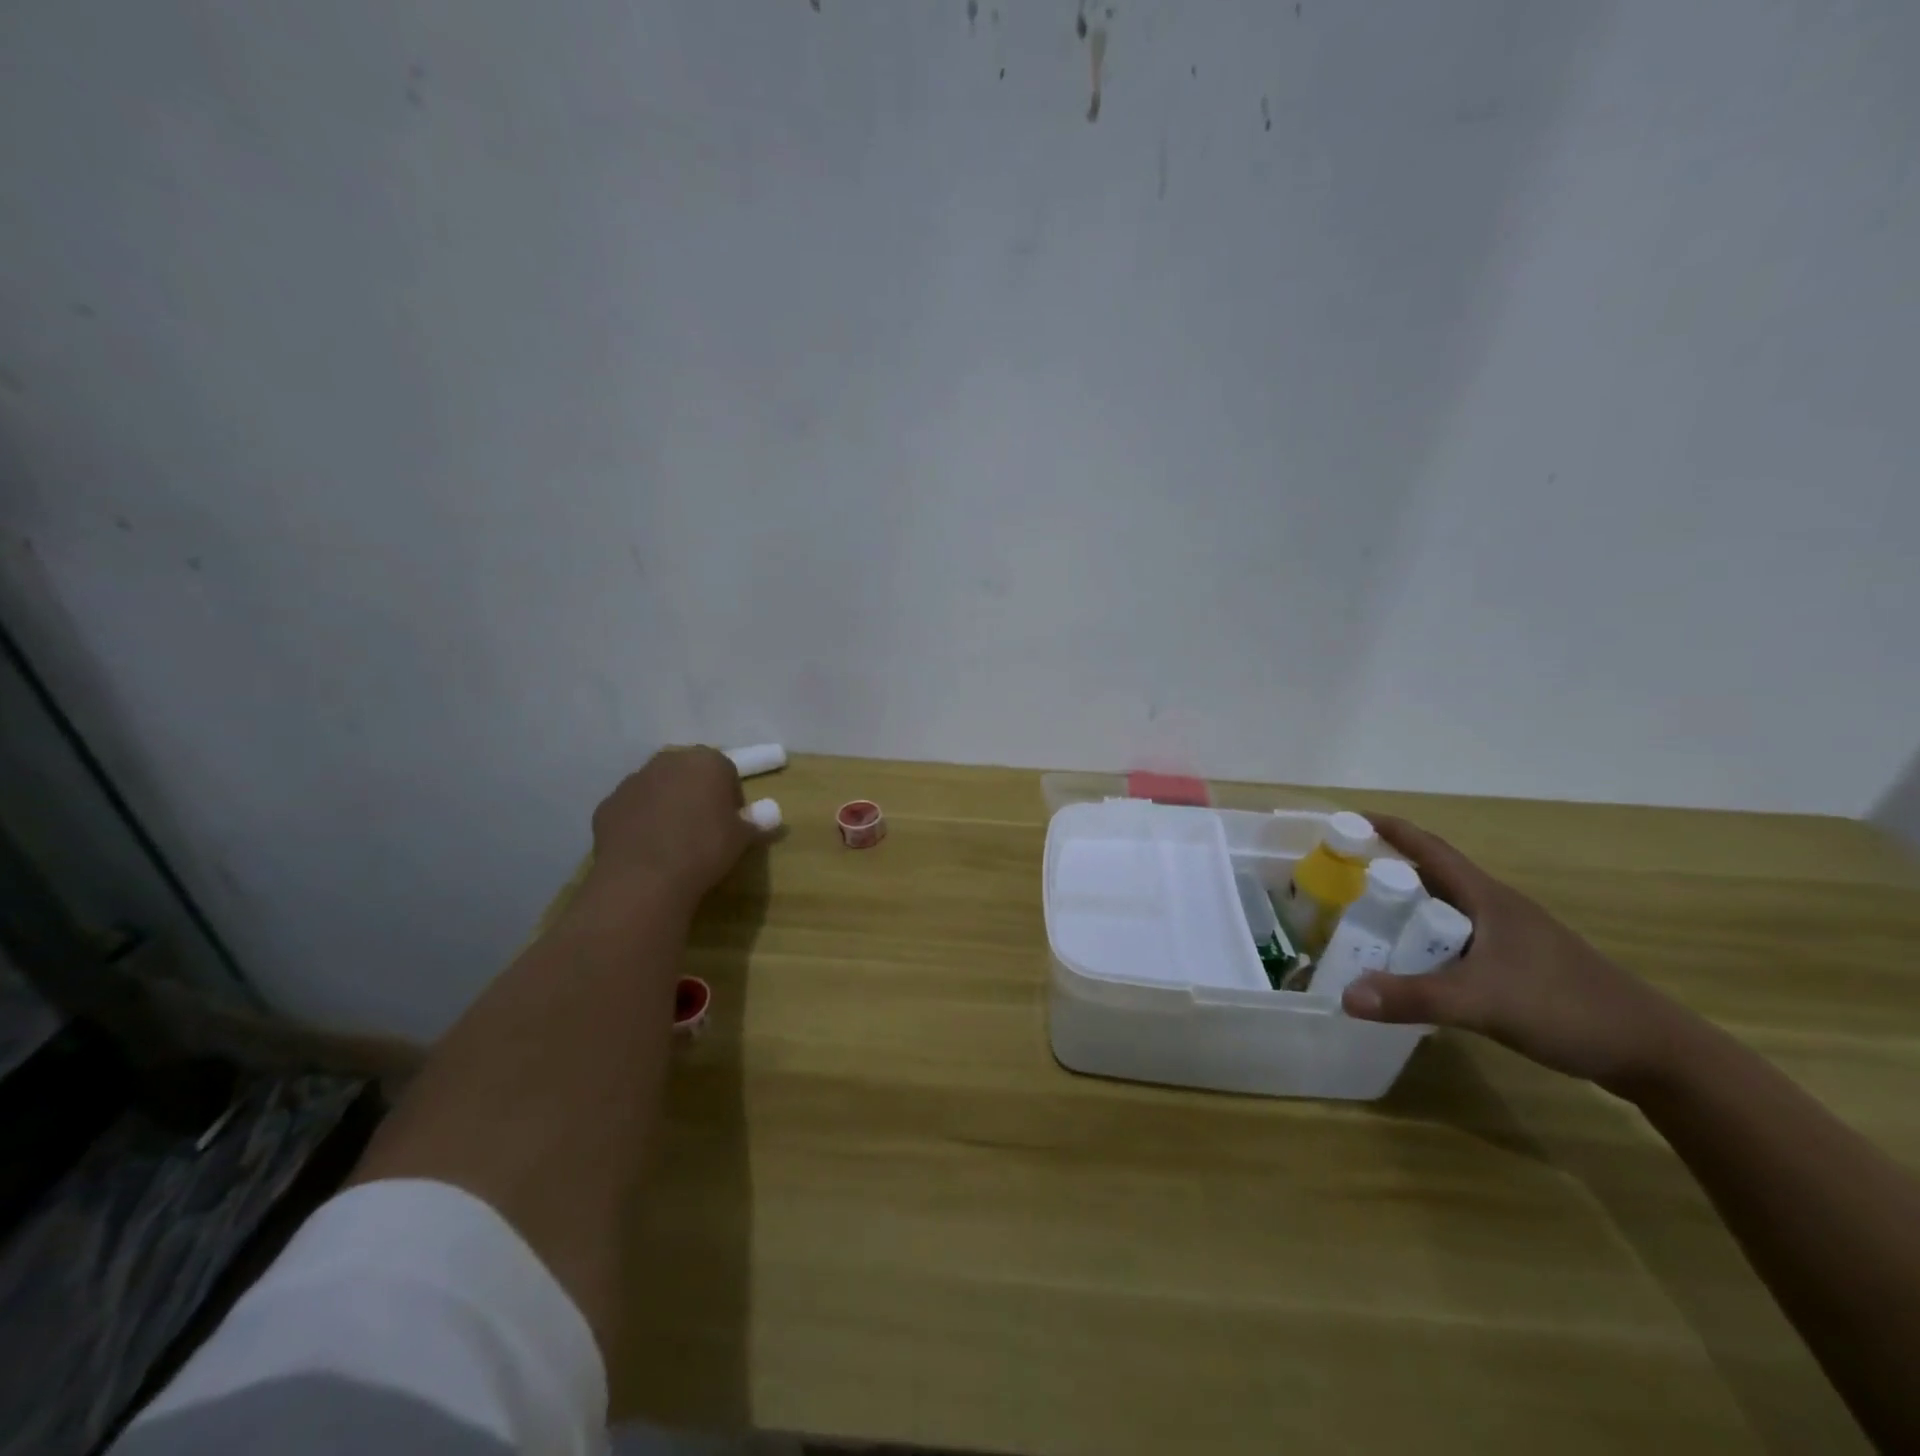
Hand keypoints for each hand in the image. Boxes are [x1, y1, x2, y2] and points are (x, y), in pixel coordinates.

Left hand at [587, 747, 761, 908]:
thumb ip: (757, 821)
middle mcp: (668, 762)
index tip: (731, 823)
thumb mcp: (742, 838)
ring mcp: (633, 781)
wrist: (644, 879)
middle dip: (697, 794)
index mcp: (706, 761)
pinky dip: (640, 823)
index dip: (731, 798)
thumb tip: (772, 814)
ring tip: (674, 843)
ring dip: (667, 806)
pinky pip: (633, 810)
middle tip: (705, 830)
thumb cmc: (704, 849)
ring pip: (658, 789)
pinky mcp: (608, 805)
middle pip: (689, 774)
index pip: (726, 771)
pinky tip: (647, 851)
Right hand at [1342, 816, 1697, 1092]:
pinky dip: (1425, 945)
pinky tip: (1410, 969)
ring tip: (1362, 924)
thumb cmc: (1568, 1007)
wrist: (1656, 1054)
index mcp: (1488, 899)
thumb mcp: (1483, 1002)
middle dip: (1384, 873)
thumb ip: (1414, 997)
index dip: (1389, 829)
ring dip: (1405, 912)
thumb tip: (1344, 995)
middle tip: (1339, 881)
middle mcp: (1496, 910)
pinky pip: (1456, 943)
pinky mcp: (1517, 969)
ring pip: (1443, 914)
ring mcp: (1509, 940)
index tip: (1346, 820)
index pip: (1429, 849)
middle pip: (1430, 879)